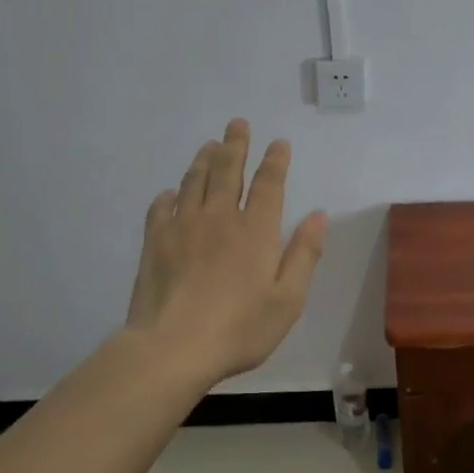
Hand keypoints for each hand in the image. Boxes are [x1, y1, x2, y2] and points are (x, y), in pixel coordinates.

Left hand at [125, 119, 327, 385]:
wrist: (172, 348)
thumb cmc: (239, 328)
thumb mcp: (287, 299)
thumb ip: (304, 254)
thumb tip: (318, 215)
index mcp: (256, 231)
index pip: (269, 184)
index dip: (275, 161)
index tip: (278, 142)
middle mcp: (220, 218)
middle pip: (228, 171)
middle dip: (235, 145)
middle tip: (237, 124)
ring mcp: (183, 227)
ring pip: (194, 182)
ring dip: (204, 160)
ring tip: (209, 145)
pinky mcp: (154, 243)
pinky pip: (161, 209)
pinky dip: (169, 195)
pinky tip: (171, 192)